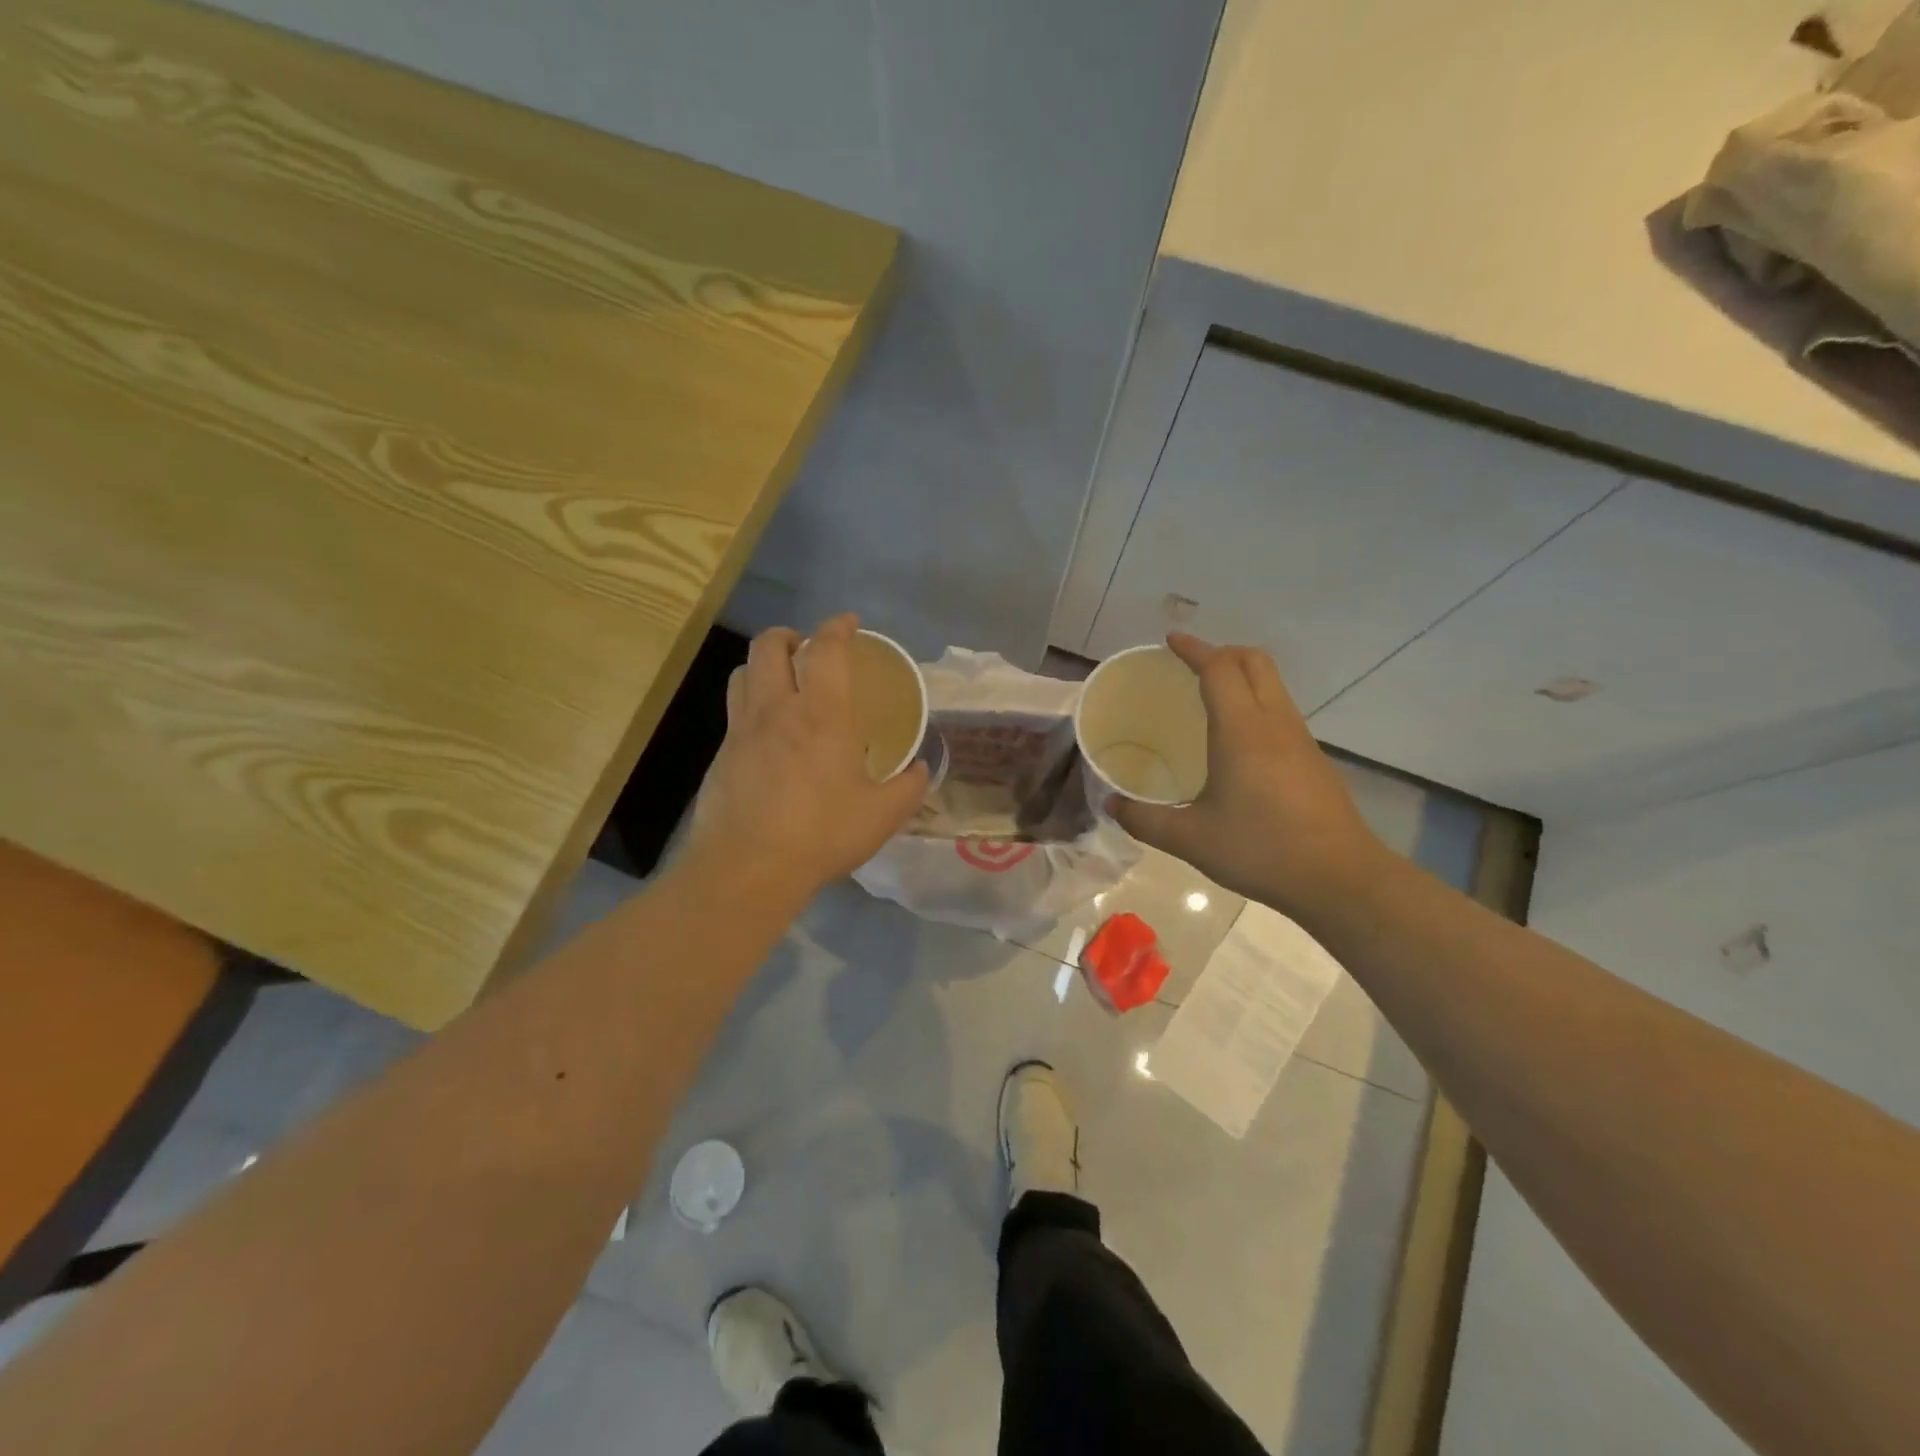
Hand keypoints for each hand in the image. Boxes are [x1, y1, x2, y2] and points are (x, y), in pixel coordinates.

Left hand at [684, 614, 929, 903]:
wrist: (746, 868)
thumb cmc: (821, 834)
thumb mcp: (882, 815)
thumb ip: (908, 788)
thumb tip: (921, 770)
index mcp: (821, 713)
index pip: (826, 649)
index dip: (838, 627)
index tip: (849, 623)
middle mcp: (776, 709)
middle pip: (769, 645)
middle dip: (789, 635)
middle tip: (806, 648)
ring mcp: (741, 730)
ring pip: (743, 673)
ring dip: (763, 665)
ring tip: (781, 682)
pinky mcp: (720, 756)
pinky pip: (734, 713)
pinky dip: (751, 706)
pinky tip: (767, 736)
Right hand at [1107, 634, 1385, 917]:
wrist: (1339, 878)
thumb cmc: (1260, 850)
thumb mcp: (1191, 839)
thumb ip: (1145, 820)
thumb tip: (1111, 805)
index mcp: (1241, 731)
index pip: (1219, 669)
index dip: (1195, 649)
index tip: (1171, 641)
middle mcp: (1274, 723)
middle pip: (1254, 662)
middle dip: (1222, 652)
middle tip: (1191, 664)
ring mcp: (1300, 740)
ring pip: (1273, 685)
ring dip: (1242, 676)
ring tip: (1211, 697)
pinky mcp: (1314, 759)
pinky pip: (1281, 711)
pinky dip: (1256, 702)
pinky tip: (1238, 741)